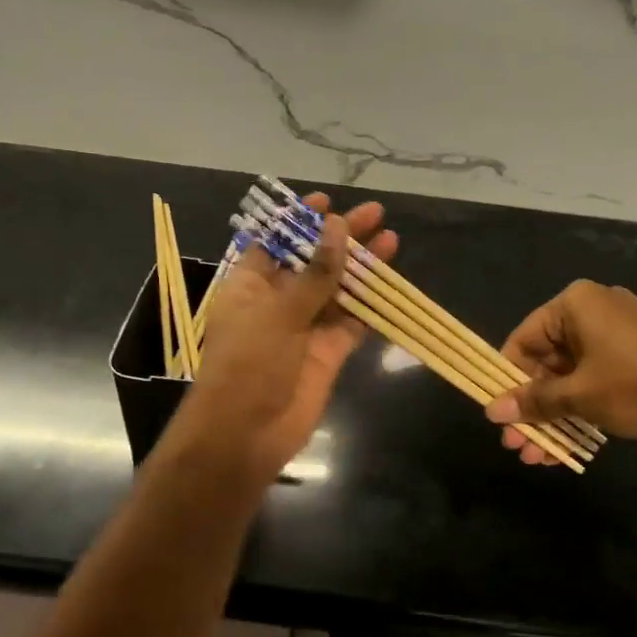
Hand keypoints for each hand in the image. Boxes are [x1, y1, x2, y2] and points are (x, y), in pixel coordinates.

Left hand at [168, 194, 396, 482]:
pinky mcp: (327, 351)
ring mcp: (304, 326)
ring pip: (336, 288)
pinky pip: (351, 321)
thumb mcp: (279, 311)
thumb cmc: (248, 364)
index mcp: (250, 284)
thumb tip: (337, 227)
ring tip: (390, 237)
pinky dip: (369, 302)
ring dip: (360, 265)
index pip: (275, 242)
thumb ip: (315, 273)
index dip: (299, 220)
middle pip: (312, 260)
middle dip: (341, 237)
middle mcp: (277, 300)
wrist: (246, 435)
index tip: (327, 201)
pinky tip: (389, 280)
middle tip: (375, 213)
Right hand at [484, 280, 636, 463]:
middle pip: (546, 362)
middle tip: (518, 447)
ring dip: (554, 416)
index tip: (500, 417)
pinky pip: (596, 378)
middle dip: (532, 408)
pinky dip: (582, 408)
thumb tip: (492, 412)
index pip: (522, 340)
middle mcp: (592, 310)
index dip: (507, 381)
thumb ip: (535, 402)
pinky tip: (567, 446)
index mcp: (573, 305)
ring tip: (540, 457)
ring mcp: (617, 332)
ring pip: (571, 376)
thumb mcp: (582, 396)